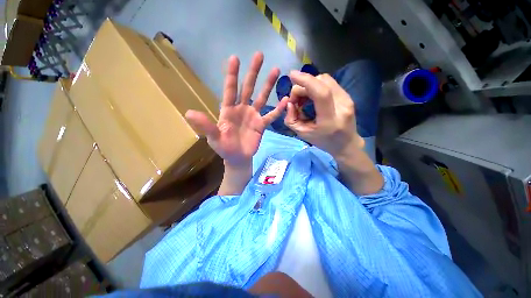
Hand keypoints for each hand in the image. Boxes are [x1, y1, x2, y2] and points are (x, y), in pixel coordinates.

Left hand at [185, 52, 287, 168]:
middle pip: (248, 88)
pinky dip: (278, 109)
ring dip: (268, 85)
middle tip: (259, 55)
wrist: (237, 158)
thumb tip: (188, 113)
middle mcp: (241, 109)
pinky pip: (271, 115)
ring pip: (262, 98)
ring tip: (276, 70)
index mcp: (228, 110)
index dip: (232, 75)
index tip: (235, 58)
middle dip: (253, 72)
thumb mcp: (214, 137)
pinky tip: (286, 100)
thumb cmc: (224, 148)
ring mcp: (253, 116)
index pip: (230, 90)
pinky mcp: (261, 124)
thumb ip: (206, 125)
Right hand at [284, 71, 364, 157]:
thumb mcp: (302, 134)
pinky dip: (317, 87)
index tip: (292, 75)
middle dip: (303, 86)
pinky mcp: (348, 96)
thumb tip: (289, 103)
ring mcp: (348, 99)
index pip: (321, 93)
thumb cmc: (323, 141)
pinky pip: (329, 83)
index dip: (306, 81)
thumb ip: (291, 119)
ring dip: (310, 85)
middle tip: (296, 99)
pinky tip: (312, 97)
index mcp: (330, 120)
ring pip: (326, 79)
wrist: (346, 143)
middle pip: (322, 82)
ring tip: (304, 98)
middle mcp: (342, 106)